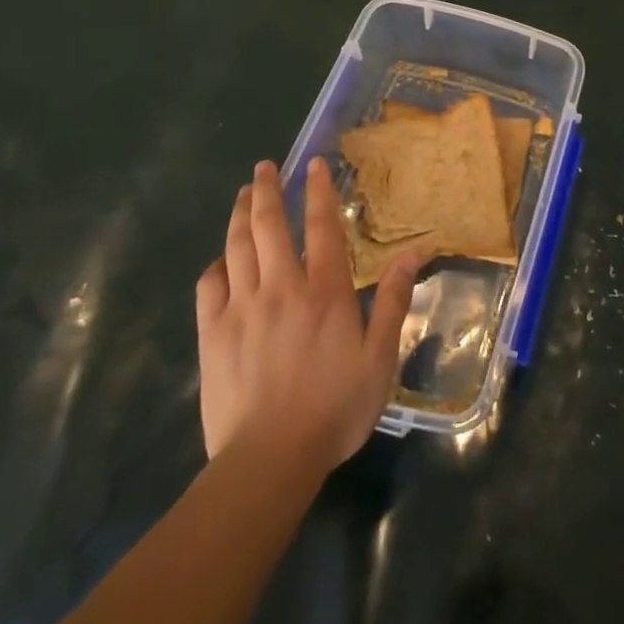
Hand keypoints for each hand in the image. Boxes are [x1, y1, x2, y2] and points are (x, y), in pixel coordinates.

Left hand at [194, 158, 416, 471]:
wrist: (269, 460)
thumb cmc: (334, 408)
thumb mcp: (380, 358)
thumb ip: (394, 302)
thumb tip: (414, 253)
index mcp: (325, 291)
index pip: (323, 227)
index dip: (319, 191)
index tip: (314, 164)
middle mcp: (282, 287)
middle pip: (270, 225)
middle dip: (268, 190)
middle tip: (265, 167)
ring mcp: (242, 308)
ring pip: (238, 247)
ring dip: (240, 215)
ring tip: (244, 194)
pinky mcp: (212, 334)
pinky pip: (209, 286)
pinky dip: (216, 264)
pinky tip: (220, 259)